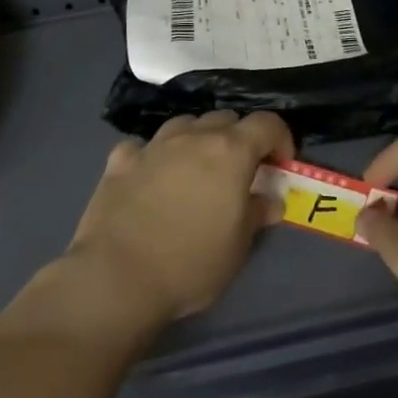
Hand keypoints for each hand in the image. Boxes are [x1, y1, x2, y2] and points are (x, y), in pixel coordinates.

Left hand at [67, 110, 294, 324]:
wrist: (116, 278)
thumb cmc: (191, 264)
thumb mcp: (238, 247)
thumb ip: (257, 214)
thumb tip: (270, 200)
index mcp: (230, 152)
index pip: (267, 124)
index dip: (280, 139)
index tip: (280, 165)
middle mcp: (193, 137)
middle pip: (226, 119)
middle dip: (240, 138)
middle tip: (239, 172)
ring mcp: (153, 146)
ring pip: (185, 124)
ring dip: (198, 139)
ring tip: (197, 170)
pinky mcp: (119, 161)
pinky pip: (144, 146)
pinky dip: (155, 155)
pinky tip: (152, 177)